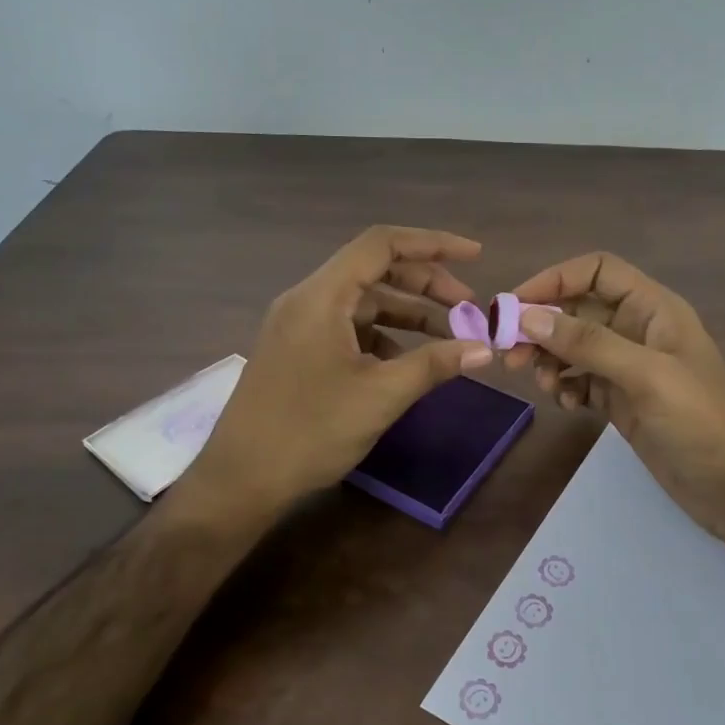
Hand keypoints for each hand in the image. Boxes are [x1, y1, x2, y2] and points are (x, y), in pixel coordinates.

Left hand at [184, 226, 495, 516]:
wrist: (240, 481)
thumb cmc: (310, 432)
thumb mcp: (381, 395)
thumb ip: (434, 364)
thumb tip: (484, 348)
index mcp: (322, 296)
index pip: (382, 244)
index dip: (432, 244)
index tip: (474, 255)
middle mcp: (307, 300)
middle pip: (375, 270)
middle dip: (427, 284)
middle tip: (469, 308)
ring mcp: (299, 326)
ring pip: (364, 302)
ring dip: (408, 313)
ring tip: (450, 336)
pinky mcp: (298, 351)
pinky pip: (349, 327)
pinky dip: (384, 336)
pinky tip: (408, 362)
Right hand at [505, 252, 724, 544]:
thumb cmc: (700, 422)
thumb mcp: (646, 375)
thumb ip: (588, 344)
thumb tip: (527, 317)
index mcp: (653, 308)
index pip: (597, 271)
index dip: (555, 279)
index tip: (515, 304)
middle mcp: (638, 329)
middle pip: (577, 309)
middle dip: (542, 326)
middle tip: (510, 354)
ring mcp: (628, 366)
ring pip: (573, 346)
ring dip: (549, 359)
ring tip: (542, 385)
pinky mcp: (620, 398)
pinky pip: (579, 379)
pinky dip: (565, 386)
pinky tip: (567, 405)